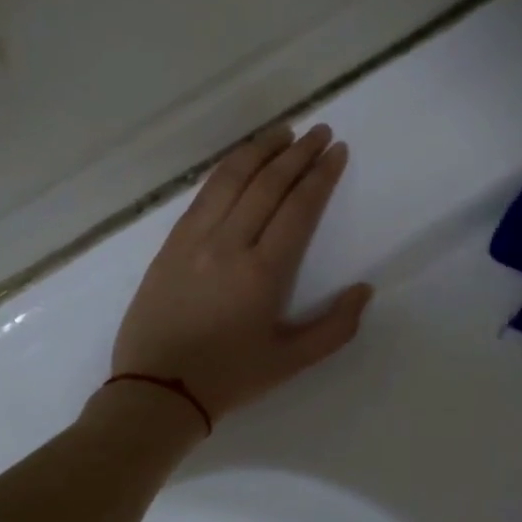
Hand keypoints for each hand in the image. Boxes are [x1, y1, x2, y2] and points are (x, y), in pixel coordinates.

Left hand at [112, 122, 372, 422]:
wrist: (157, 389)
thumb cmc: (230, 378)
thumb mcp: (292, 362)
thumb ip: (335, 328)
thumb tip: (364, 290)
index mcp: (263, 272)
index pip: (298, 208)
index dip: (320, 175)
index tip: (337, 151)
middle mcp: (229, 244)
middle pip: (267, 184)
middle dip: (297, 153)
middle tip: (319, 132)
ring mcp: (194, 239)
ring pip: (231, 179)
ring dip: (260, 150)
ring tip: (283, 132)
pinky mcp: (171, 243)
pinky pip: (203, 194)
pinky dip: (226, 170)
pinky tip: (240, 162)